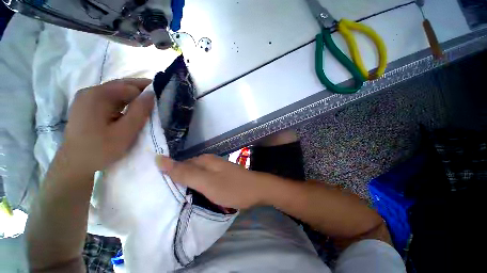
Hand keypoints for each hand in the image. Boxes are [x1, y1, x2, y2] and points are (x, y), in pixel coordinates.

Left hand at [60, 78, 153, 178]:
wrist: (75, 165)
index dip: (147, 91)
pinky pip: (110, 99)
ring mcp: (86, 99)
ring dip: (133, 97)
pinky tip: (131, 109)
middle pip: (121, 86)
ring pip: (116, 92)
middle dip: (141, 90)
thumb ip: (140, 111)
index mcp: (97, 95)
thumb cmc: (101, 149)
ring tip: (148, 104)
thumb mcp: (125, 131)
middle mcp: (90, 92)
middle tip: (159, 97)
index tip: (162, 97)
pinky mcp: (86, 106)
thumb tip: (152, 94)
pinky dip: (123, 102)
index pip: (129, 86)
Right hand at [156, 154, 272, 208]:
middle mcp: (208, 162)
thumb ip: (184, 172)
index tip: (157, 191)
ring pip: (195, 176)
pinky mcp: (220, 177)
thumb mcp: (206, 182)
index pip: (178, 165)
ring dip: (187, 186)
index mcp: (203, 160)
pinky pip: (204, 180)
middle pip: (187, 170)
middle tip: (165, 199)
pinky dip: (197, 188)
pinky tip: (194, 196)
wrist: (256, 190)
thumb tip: (159, 159)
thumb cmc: (232, 187)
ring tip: (176, 200)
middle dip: (177, 182)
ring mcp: (215, 169)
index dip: (168, 176)